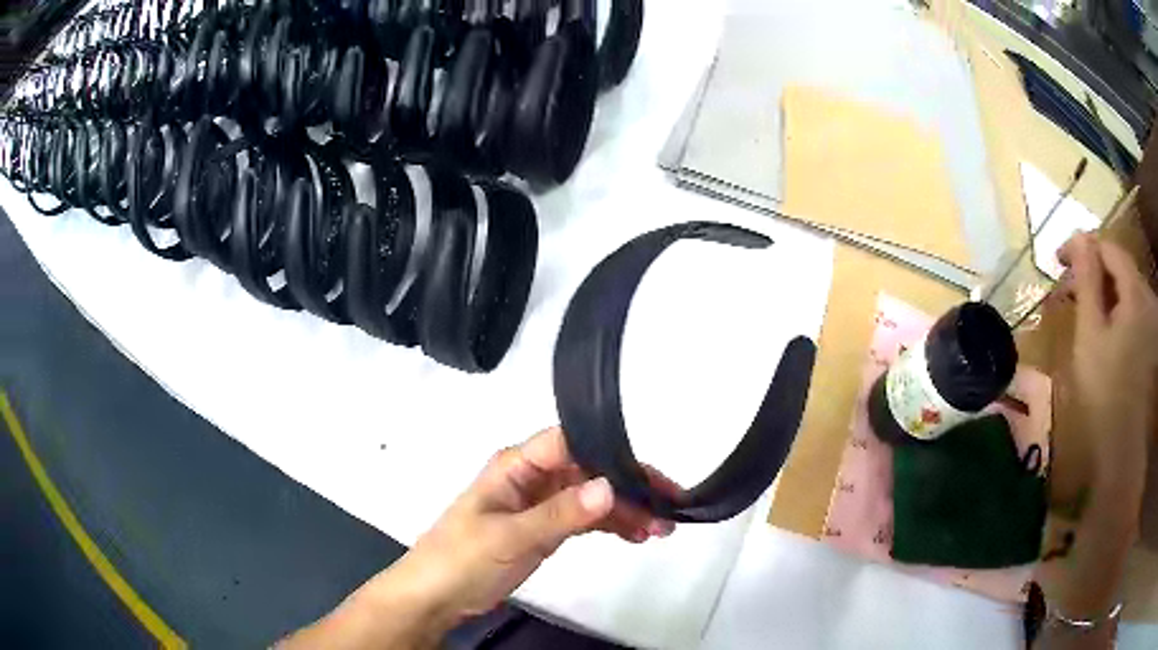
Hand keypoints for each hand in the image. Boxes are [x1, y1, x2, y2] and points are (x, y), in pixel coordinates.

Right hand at [1059, 233, 1157, 509]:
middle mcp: (1146, 297)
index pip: (1108, 247)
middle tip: (1066, 287)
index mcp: (1134, 291)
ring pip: (1124, 289)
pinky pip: (1130, 310)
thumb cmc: (1105, 391)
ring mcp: (1150, 321)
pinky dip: (1113, 309)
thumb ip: (1086, 281)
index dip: (1083, 246)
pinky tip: (1102, 327)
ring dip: (1102, 290)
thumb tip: (1078, 237)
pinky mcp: (1148, 342)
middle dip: (1092, 270)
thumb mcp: (1091, 333)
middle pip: (1118, 267)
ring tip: (1081, 307)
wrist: (1122, 450)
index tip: (1057, 260)